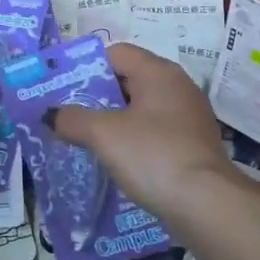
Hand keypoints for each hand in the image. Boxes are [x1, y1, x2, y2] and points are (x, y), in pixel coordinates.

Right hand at [51, 42, 246, 223]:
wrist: (208, 206)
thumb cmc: (153, 156)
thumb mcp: (103, 134)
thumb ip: (72, 119)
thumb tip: (51, 114)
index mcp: (158, 71)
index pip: (115, 53)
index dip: (86, 66)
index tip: (63, 88)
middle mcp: (178, 85)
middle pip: (128, 79)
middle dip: (97, 95)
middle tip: (69, 113)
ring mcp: (189, 116)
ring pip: (141, 108)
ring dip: (114, 120)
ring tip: (86, 138)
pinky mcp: (194, 144)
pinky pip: (155, 131)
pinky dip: (134, 139)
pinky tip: (117, 159)